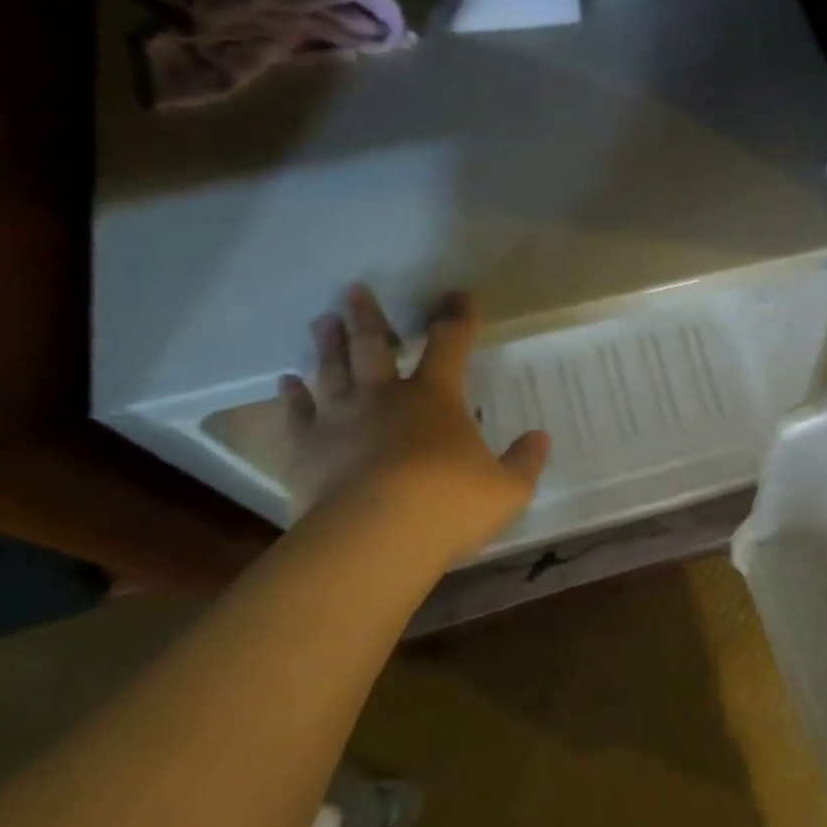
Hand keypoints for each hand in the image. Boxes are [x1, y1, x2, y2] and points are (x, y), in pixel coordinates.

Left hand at [278, 286, 549, 555]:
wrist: (377, 535)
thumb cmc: (450, 504)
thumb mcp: (507, 489)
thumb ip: (525, 461)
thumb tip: (540, 438)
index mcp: (435, 397)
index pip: (449, 345)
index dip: (457, 318)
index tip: (459, 296)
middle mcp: (383, 396)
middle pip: (372, 346)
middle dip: (368, 317)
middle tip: (355, 290)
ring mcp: (340, 420)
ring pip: (332, 371)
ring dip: (327, 345)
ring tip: (322, 320)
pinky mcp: (307, 449)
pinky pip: (297, 415)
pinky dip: (291, 397)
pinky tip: (286, 383)